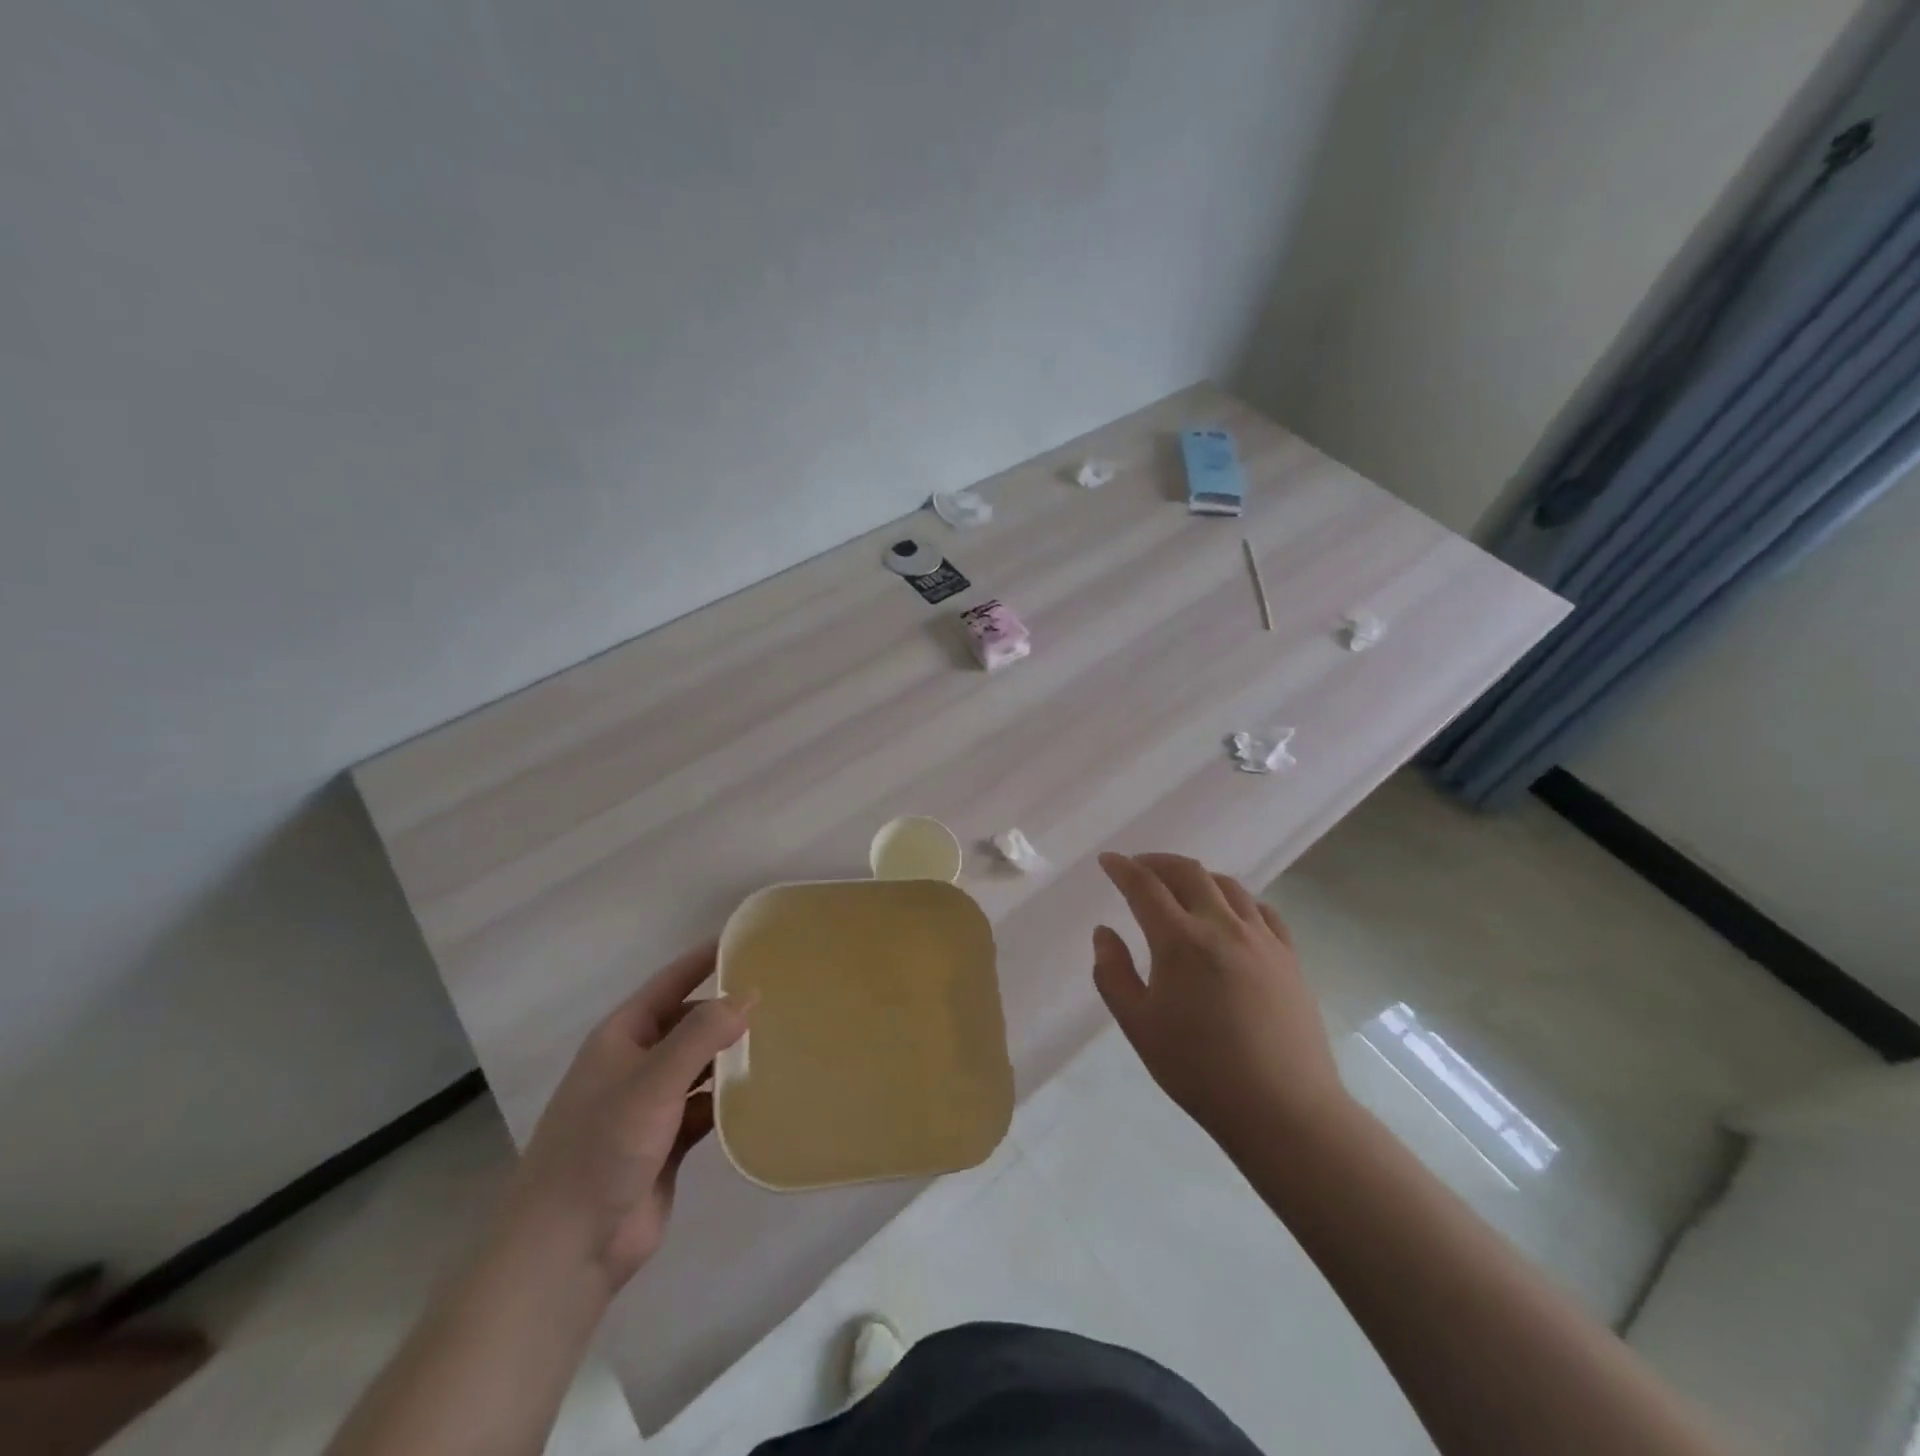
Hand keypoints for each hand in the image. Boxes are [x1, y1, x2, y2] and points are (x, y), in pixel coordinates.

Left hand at [500, 942, 752, 1294]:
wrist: (567, 1249)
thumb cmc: (601, 1147)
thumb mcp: (653, 1080)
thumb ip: (701, 1035)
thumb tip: (748, 996)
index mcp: (622, 1037)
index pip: (670, 982)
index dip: (705, 958)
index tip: (748, 940)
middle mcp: (636, 1064)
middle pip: (689, 1023)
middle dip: (727, 1011)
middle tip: (782, 995)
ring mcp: (651, 1106)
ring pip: (701, 1066)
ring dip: (732, 1056)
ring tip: (783, 1038)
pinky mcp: (667, 1143)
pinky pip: (707, 1107)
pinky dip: (730, 1100)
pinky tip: (765, 1092)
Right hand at [1092, 853, 1347, 1147]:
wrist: (1282, 1108)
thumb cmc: (1199, 1070)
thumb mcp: (1138, 1026)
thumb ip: (1112, 973)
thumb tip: (1104, 933)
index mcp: (1180, 941)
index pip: (1144, 887)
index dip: (1122, 868)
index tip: (1107, 861)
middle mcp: (1222, 926)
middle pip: (1188, 872)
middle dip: (1157, 862)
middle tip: (1138, 867)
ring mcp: (1262, 938)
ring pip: (1227, 885)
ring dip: (1196, 875)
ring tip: (1180, 886)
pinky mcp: (1289, 956)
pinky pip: (1261, 909)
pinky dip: (1236, 899)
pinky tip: (1230, 913)